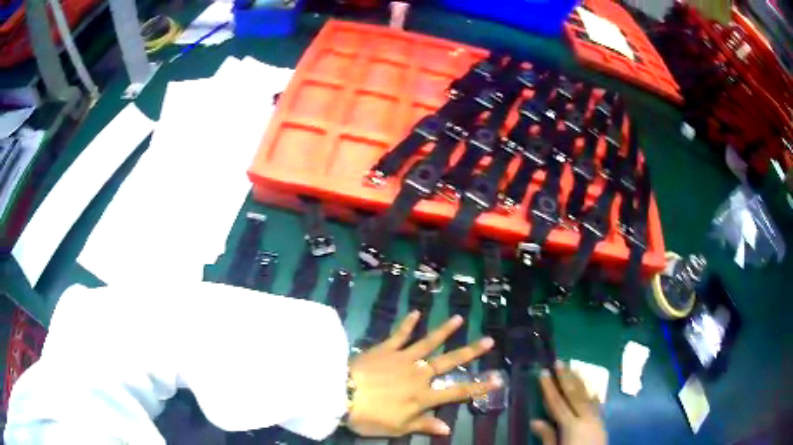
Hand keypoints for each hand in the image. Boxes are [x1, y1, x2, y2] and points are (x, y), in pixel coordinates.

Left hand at [347, 311, 498, 436]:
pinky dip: (408, 323)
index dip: (479, 386)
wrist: (341, 394)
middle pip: (449, 361)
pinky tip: (416, 312)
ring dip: (444, 330)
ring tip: (458, 318)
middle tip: (489, 340)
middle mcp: (419, 374)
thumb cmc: (370, 416)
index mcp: (423, 396)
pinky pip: (399, 334)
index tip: (498, 379)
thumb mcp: (397, 428)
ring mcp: (403, 358)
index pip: (458, 392)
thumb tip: (448, 429)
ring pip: (428, 342)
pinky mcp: (385, 348)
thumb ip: (424, 425)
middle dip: (470, 351)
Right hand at [531, 362, 607, 444]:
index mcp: (571, 426)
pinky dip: (592, 392)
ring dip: (579, 380)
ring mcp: (596, 419)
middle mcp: (585, 418)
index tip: (543, 372)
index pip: (558, 403)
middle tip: (559, 361)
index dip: (549, 388)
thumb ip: (547, 436)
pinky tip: (590, 387)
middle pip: (574, 394)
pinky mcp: (601, 422)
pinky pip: (596, 403)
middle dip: (566, 378)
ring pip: (587, 395)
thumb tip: (535, 420)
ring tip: (573, 367)